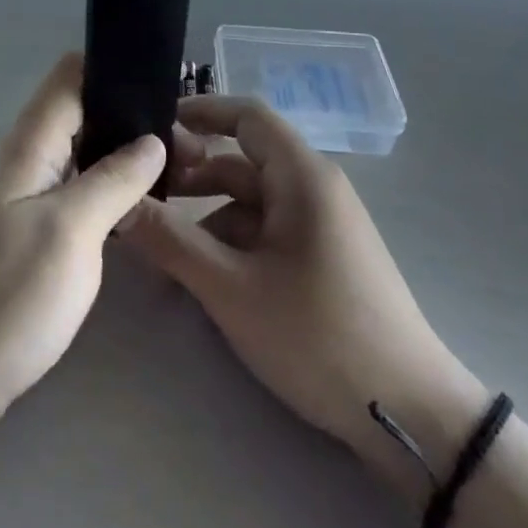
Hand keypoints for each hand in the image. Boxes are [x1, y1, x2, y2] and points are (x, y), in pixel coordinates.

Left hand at [0, 53, 166, 456]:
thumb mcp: (70, 232)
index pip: (71, 76)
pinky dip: (110, 192)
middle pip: (83, 113)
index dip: (116, 70)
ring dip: (126, 157)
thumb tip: (152, 141)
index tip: (168, 90)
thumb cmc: (4, 300)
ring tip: (180, 176)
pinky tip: (141, 212)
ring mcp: (26, 200)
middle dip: (133, 119)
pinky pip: (77, 194)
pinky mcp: (30, 236)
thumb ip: (113, 179)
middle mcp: (25, 161)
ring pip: (83, 155)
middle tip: (190, 150)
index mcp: (28, 146)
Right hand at [123, 97, 486, 485]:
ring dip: (205, 215)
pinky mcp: (321, 259)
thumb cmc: (317, 335)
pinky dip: (229, 242)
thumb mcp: (232, 288)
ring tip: (157, 242)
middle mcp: (313, 188)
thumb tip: (118, 204)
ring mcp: (320, 225)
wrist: (409, 415)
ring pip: (249, 202)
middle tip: (139, 192)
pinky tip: (198, 274)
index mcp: (301, 175)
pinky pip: (265, 232)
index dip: (199, 111)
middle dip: (191, 173)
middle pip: (241, 161)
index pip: (246, 116)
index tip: (150, 126)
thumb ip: (170, 240)